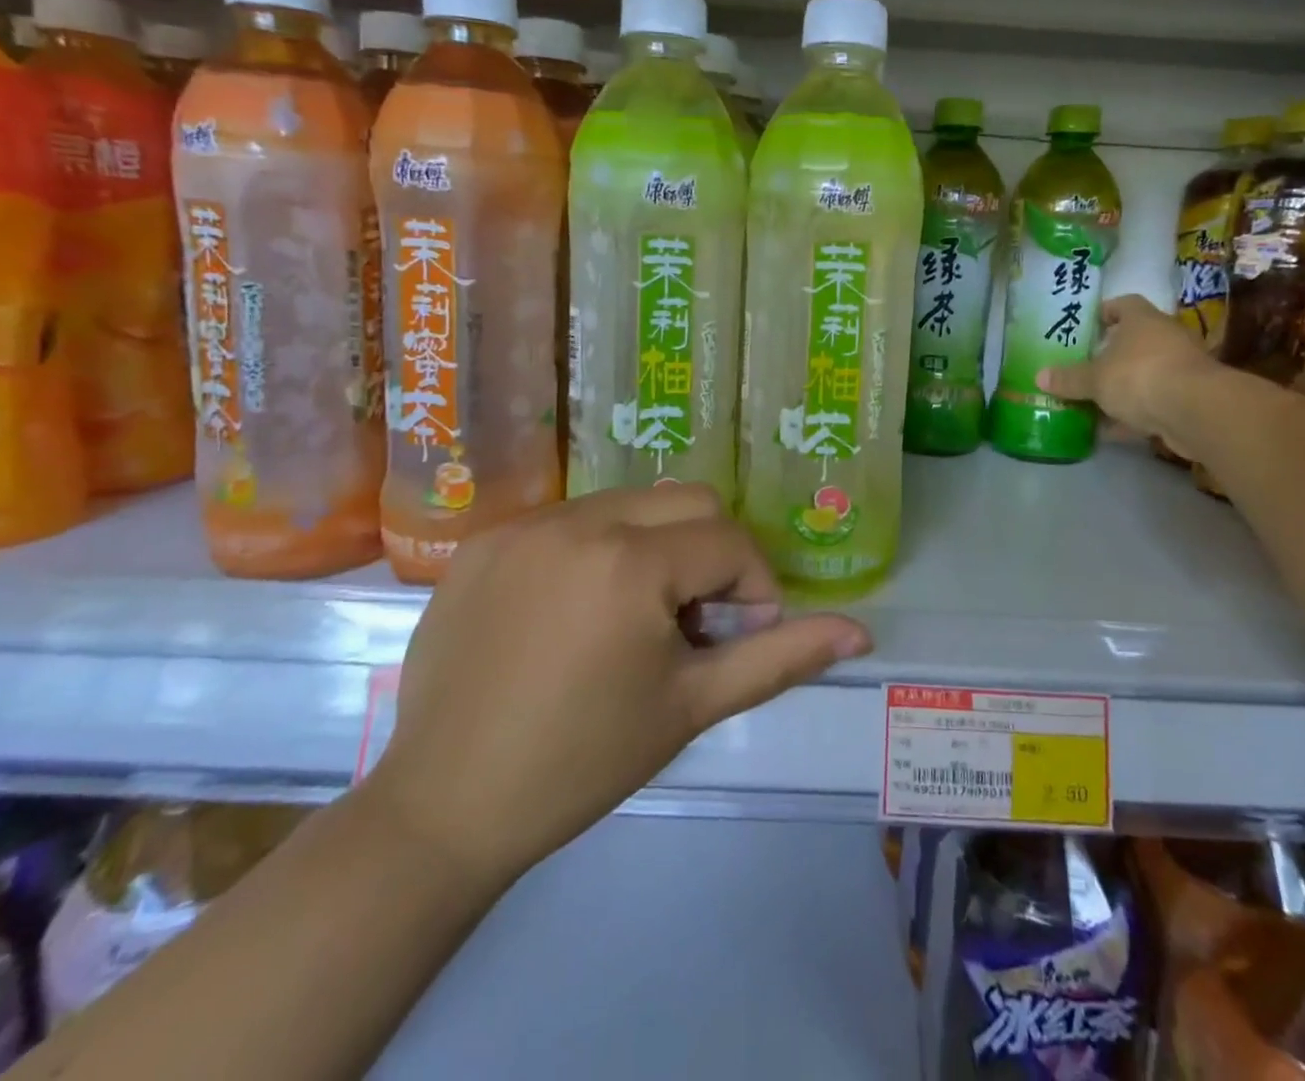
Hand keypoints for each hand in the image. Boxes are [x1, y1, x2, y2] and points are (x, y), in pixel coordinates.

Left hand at [361, 485, 871, 896]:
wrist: (445, 807)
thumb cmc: (582, 761)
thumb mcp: (691, 706)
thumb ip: (779, 658)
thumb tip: (859, 633)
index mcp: (630, 562)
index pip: (729, 540)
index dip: (752, 586)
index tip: (736, 634)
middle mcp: (577, 522)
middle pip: (686, 499)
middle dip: (710, 552)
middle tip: (692, 621)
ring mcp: (524, 525)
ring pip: (629, 503)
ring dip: (654, 545)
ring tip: (635, 617)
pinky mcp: (484, 540)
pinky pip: (570, 520)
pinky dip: (597, 549)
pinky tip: (577, 612)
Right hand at [1036, 294, 1220, 445]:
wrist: (1196, 411)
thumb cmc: (1139, 377)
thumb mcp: (1094, 379)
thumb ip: (1068, 379)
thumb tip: (1039, 377)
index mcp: (1142, 320)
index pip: (1124, 304)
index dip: (1105, 312)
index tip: (1088, 325)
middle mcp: (1165, 338)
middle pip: (1134, 341)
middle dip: (1110, 355)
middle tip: (1084, 367)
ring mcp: (1180, 368)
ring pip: (1144, 374)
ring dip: (1121, 388)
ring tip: (1091, 402)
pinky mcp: (1188, 399)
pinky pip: (1153, 402)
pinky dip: (1133, 414)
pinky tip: (1109, 430)